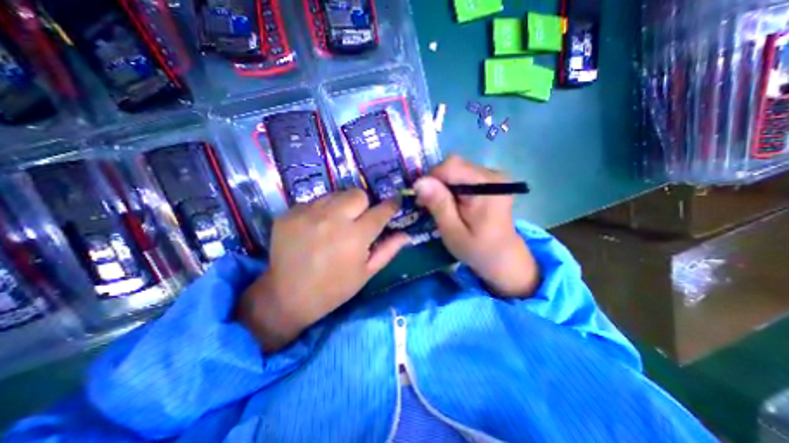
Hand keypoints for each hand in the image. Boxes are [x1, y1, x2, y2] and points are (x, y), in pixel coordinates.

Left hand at [235, 191, 406, 352]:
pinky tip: (316, 228)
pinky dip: (321, 211)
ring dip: (342, 206)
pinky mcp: (290, 213)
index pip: (381, 211)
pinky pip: (315, 201)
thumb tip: (406, 234)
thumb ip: (388, 250)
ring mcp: (308, 213)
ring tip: (335, 224)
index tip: (395, 202)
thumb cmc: (333, 288)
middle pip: (357, 193)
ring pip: (336, 194)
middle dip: (364, 204)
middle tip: (358, 220)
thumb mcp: (366, 273)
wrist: (287, 296)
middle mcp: (332, 219)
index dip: (391, 205)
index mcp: (355, 237)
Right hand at [413, 155, 535, 297]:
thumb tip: (419, 182)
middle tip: (431, 205)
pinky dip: (453, 186)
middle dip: (437, 183)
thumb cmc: (476, 248)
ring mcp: (494, 176)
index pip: (451, 166)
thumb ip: (439, 205)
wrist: (502, 256)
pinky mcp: (491, 180)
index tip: (422, 200)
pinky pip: (464, 174)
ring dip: (444, 185)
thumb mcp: (453, 231)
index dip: (431, 179)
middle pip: (454, 165)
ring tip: (443, 206)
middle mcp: (493, 175)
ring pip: (457, 168)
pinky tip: (454, 202)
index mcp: (487, 187)